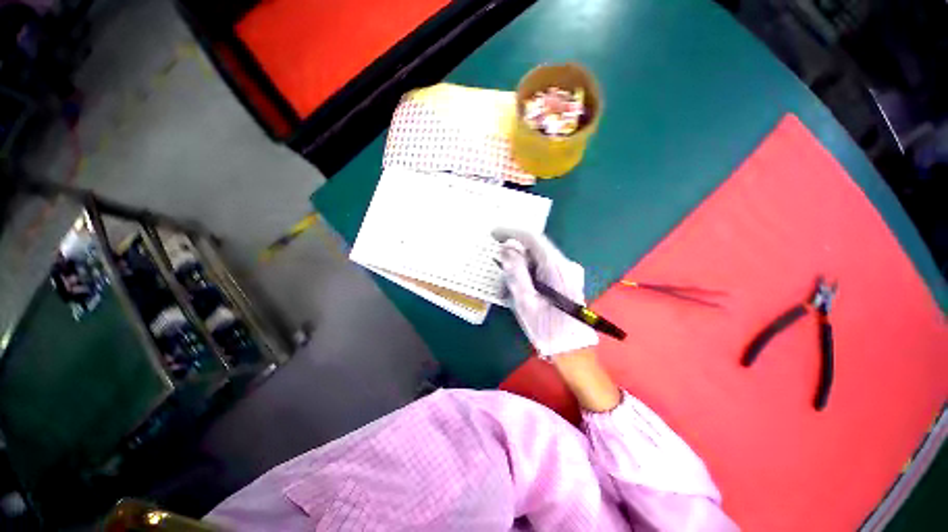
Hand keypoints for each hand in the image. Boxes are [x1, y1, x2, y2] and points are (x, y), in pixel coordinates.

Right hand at [493, 229, 598, 358]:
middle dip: (514, 254)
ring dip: (520, 267)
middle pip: (535, 248)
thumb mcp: (525, 301)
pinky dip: (528, 274)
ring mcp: (567, 271)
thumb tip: (506, 249)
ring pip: (537, 259)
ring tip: (508, 288)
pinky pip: (542, 268)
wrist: (572, 349)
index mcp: (556, 267)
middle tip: (498, 268)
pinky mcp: (566, 278)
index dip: (511, 232)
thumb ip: (515, 272)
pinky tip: (521, 290)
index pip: (532, 238)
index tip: (493, 234)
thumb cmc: (547, 328)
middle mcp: (565, 264)